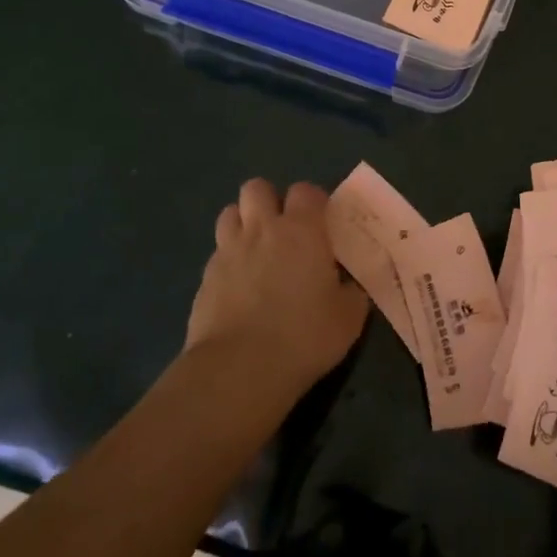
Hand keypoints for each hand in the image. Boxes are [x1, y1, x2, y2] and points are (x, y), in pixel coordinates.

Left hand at [188, 178, 369, 392]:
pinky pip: (218, 253)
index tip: (323, 224)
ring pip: (230, 213)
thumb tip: (350, 285)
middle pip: (257, 188)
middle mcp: (262, 230)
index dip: (314, 202)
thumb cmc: (305, 336)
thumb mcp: (349, 317)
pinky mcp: (205, 278)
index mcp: (302, 231)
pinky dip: (230, 260)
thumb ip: (351, 291)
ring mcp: (228, 252)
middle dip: (270, 201)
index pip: (306, 191)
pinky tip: (240, 287)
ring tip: (258, 251)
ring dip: (244, 223)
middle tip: (285, 230)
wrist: (240, 369)